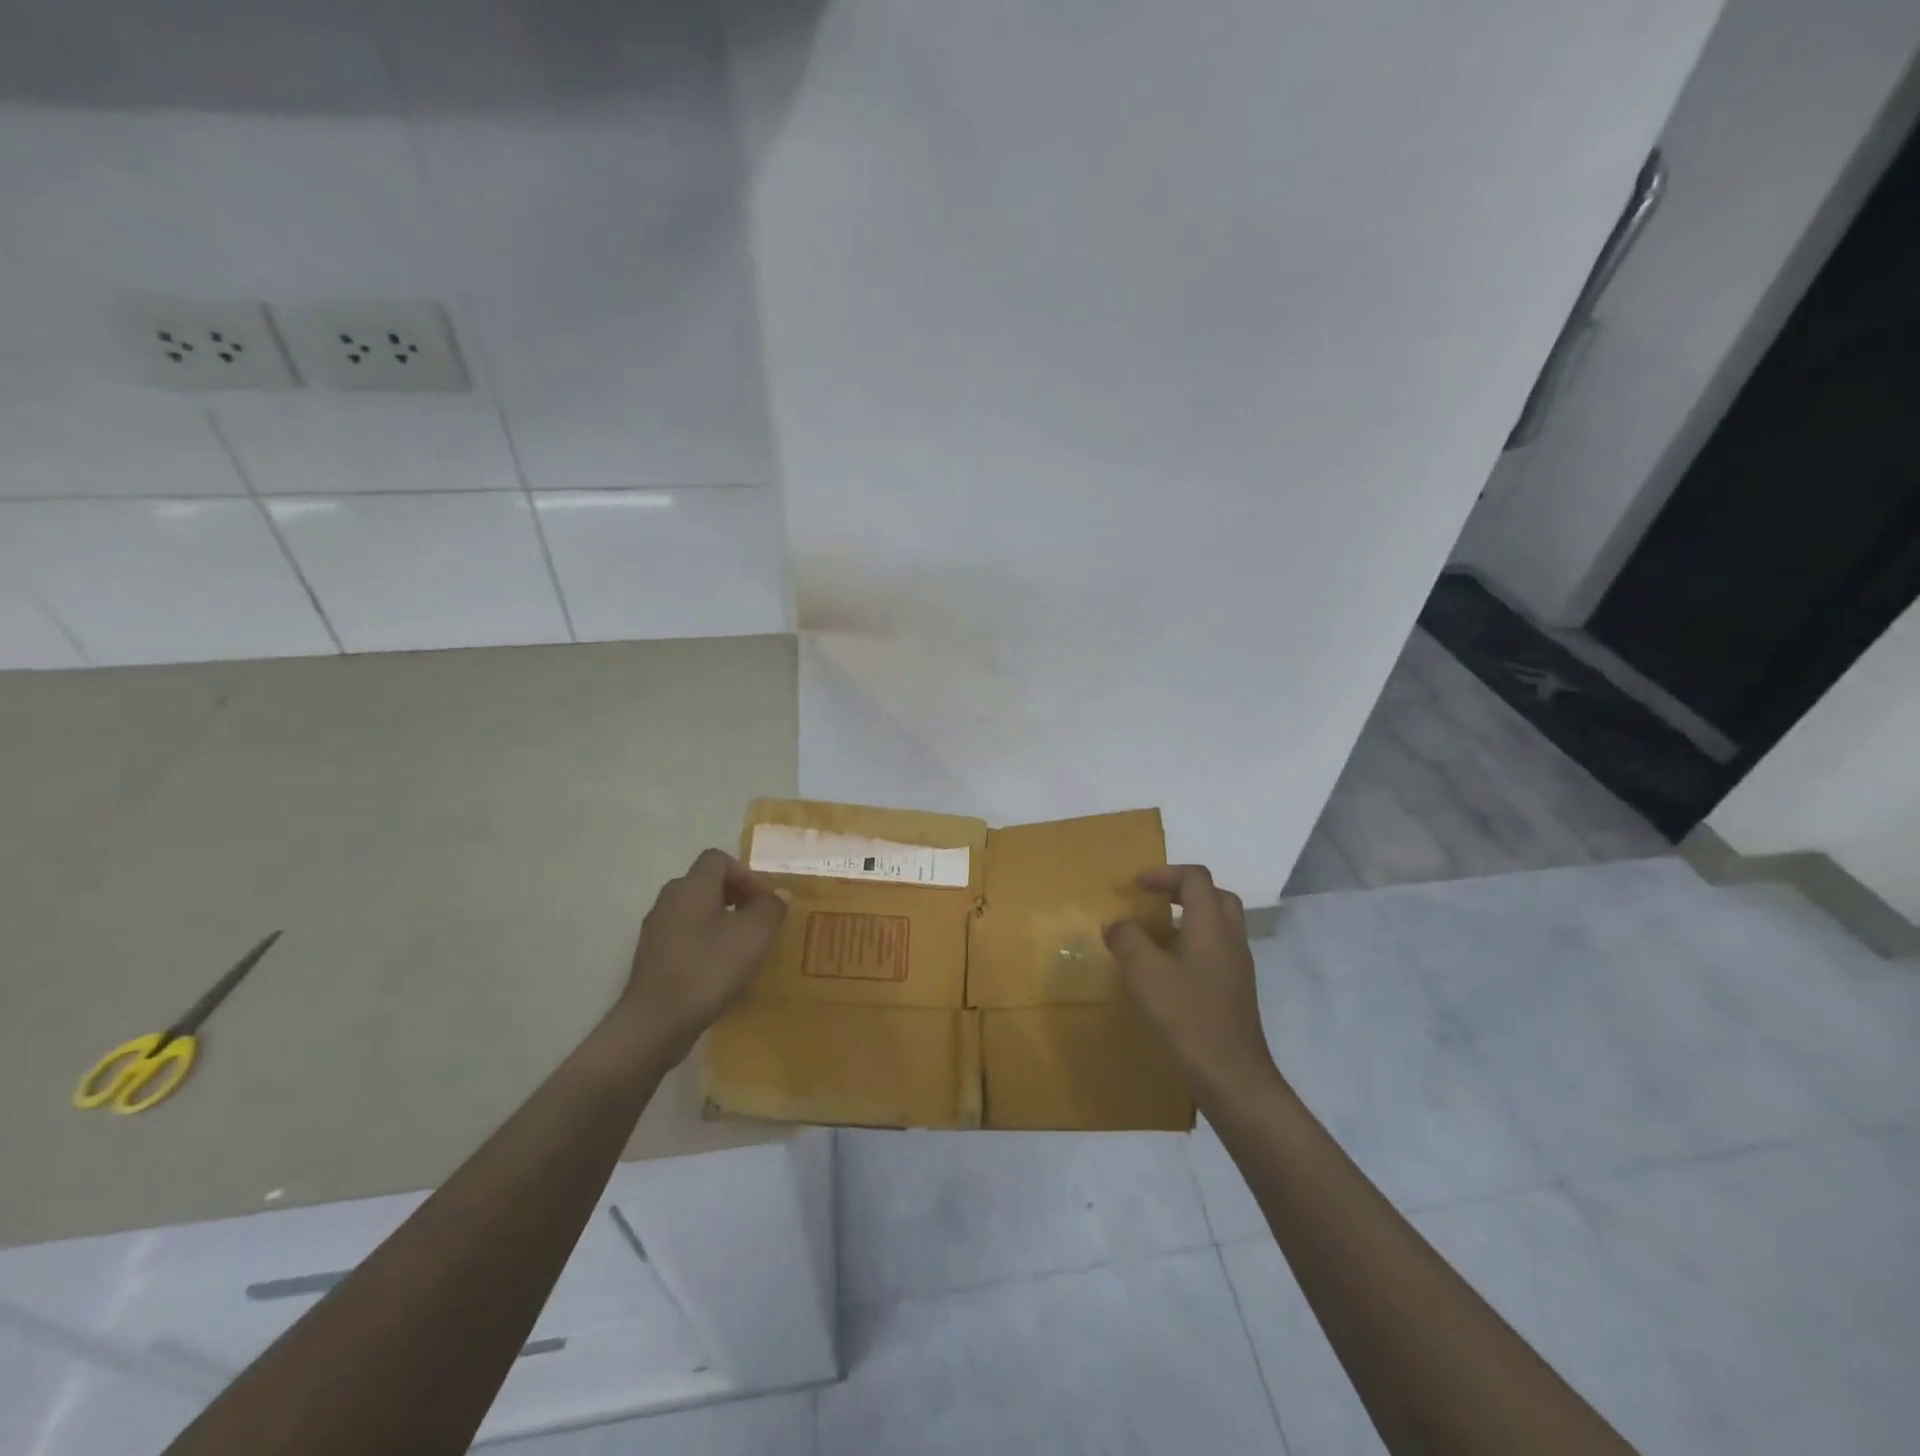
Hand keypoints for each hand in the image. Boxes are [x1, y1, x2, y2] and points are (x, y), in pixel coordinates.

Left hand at [618, 849, 785, 1059]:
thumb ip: (770, 908)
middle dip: (736, 896)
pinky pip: (684, 934)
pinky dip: (704, 941)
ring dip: (721, 919)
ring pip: (694, 910)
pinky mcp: (651, 956)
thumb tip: (778, 895)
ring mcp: (656, 928)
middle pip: (706, 882)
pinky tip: (718, 969)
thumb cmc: (708, 968)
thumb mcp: (754, 935)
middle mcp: (669, 899)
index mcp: (692, 886)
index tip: (763, 902)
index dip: (746, 874)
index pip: (718, 859)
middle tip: (757, 922)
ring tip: (741, 947)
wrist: (656, 1021)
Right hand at [1104, 865, 1280, 1103]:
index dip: (1164, 873)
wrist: (1232, 1078)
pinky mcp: (1235, 991)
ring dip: (1187, 919)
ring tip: (1153, 935)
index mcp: (1211, 925)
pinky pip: (1216, 951)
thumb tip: (1117, 925)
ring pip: (1217, 925)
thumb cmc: (1187, 1018)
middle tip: (1152, 901)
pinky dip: (1192, 945)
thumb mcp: (1144, 974)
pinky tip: (1167, 971)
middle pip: (1215, 896)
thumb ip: (1127, 940)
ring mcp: (1237, 967)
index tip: (1135, 886)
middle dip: (1182, 891)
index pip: (1195, 878)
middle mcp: (1230, 939)